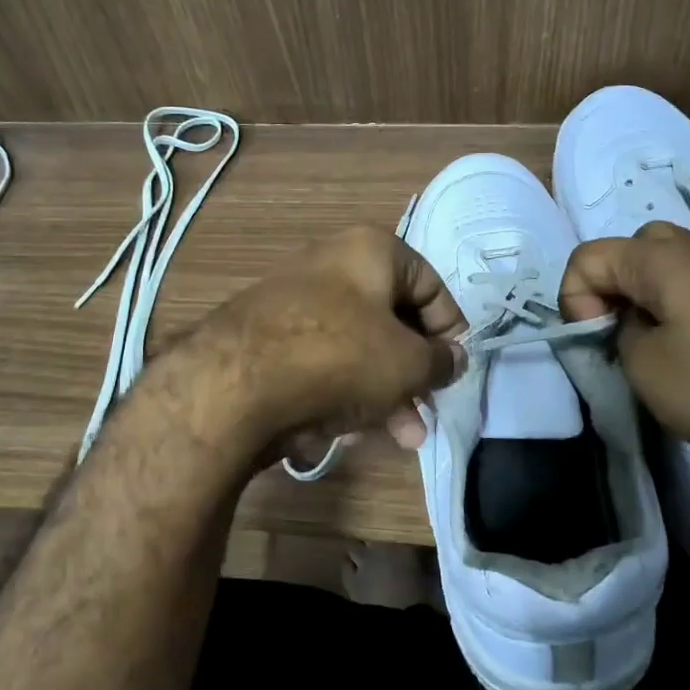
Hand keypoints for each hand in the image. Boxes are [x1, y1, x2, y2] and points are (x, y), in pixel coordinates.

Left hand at [194, 226, 467, 458]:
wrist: (234, 383)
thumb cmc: (341, 356)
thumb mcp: (409, 363)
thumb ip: (442, 361)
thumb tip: (453, 359)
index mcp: (370, 250)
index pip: (430, 284)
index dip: (451, 330)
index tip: (454, 369)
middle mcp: (331, 265)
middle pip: (391, 322)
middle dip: (413, 375)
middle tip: (425, 413)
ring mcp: (294, 302)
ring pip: (356, 349)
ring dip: (383, 395)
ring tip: (400, 438)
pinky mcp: (267, 338)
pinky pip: (320, 363)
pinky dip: (339, 393)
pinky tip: (343, 433)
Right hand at [559, 221, 689, 482]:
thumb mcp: (647, 369)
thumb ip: (620, 336)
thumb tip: (634, 326)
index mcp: (666, 260)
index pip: (589, 255)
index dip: (575, 299)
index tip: (597, 340)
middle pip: (636, 248)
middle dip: (614, 287)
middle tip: (622, 335)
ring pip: (675, 269)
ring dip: (652, 301)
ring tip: (658, 351)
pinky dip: (688, 314)